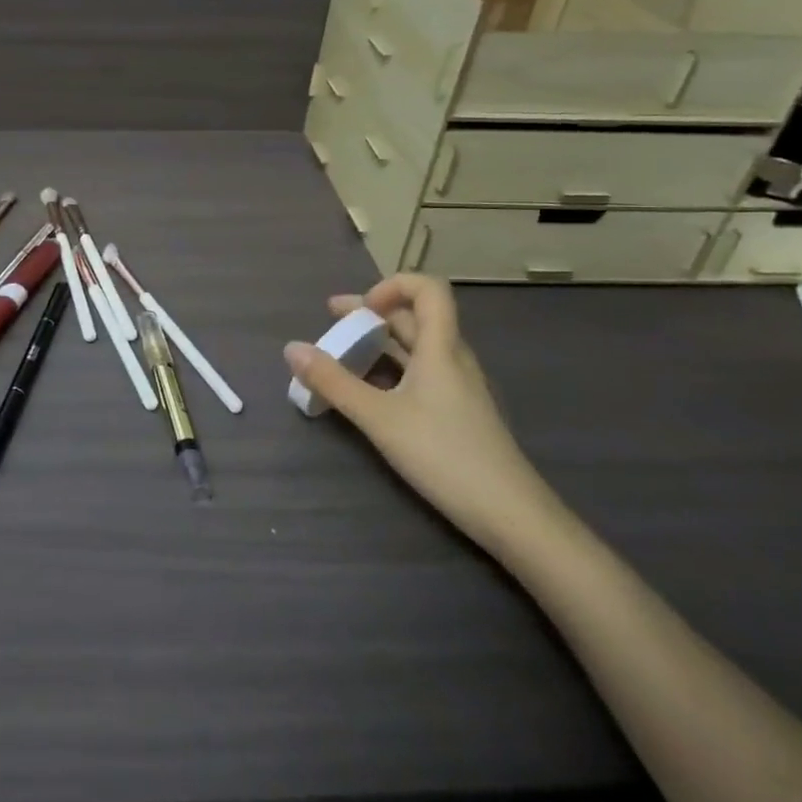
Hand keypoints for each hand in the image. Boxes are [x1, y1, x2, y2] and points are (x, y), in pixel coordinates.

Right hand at [285, 274, 562, 555]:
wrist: (511, 515)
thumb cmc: (444, 455)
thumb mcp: (379, 417)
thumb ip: (333, 382)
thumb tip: (291, 348)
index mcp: (441, 347)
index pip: (427, 288)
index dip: (391, 285)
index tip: (359, 310)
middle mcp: (452, 359)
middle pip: (414, 317)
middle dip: (370, 315)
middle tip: (330, 323)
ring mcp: (458, 387)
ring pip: (416, 348)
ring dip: (378, 343)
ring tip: (341, 356)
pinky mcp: (458, 412)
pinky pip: (420, 374)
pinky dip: (390, 371)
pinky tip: (368, 393)